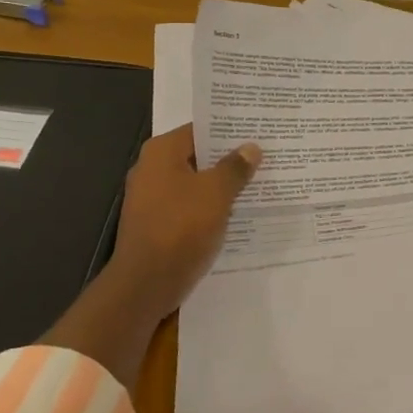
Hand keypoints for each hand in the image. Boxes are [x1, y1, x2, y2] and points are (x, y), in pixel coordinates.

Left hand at [107, 125, 261, 321]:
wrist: (146, 283)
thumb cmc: (180, 227)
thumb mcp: (216, 193)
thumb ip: (235, 168)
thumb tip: (251, 148)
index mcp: (162, 152)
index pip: (200, 129)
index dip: (229, 131)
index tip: (258, 131)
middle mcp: (152, 169)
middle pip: (198, 157)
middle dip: (229, 159)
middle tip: (266, 157)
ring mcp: (152, 199)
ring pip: (196, 184)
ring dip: (222, 186)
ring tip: (259, 184)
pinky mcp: (158, 224)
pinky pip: (190, 207)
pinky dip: (211, 208)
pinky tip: (238, 214)